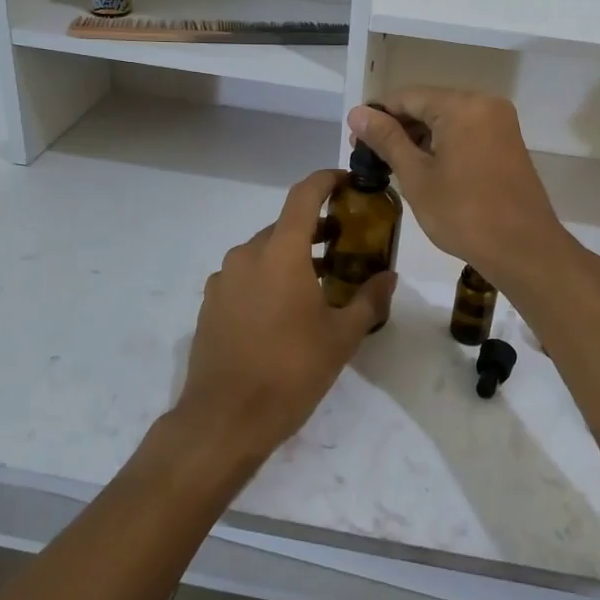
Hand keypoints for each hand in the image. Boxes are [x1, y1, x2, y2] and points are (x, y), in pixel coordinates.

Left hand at [177, 169, 395, 463]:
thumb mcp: (341, 338)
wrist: (225, 418)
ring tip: (317, 282)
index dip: (326, 180)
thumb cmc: (290, 371)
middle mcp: (247, 255)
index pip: (304, 196)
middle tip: (344, 246)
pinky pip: (244, 276)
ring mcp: (223, 279)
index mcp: (281, 253)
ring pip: (263, 252)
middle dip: (314, 229)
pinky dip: (266, 278)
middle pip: (285, 226)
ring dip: (290, 256)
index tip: (346, 182)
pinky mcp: (210, 302)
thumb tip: (389, 277)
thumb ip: (369, 300)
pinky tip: (282, 311)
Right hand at [348, 91, 574, 294]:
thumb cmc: (463, 214)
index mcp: (462, 106)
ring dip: (421, 138)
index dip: (377, 115)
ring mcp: (501, 123)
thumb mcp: (417, 177)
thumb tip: (357, 112)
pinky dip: (444, 145)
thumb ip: (387, 139)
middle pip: (430, 104)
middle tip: (371, 158)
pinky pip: (468, 132)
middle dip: (399, 128)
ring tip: (394, 166)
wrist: (523, 249)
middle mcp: (485, 104)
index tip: (355, 141)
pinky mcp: (508, 143)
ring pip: (449, 119)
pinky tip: (427, 169)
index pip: (407, 97)